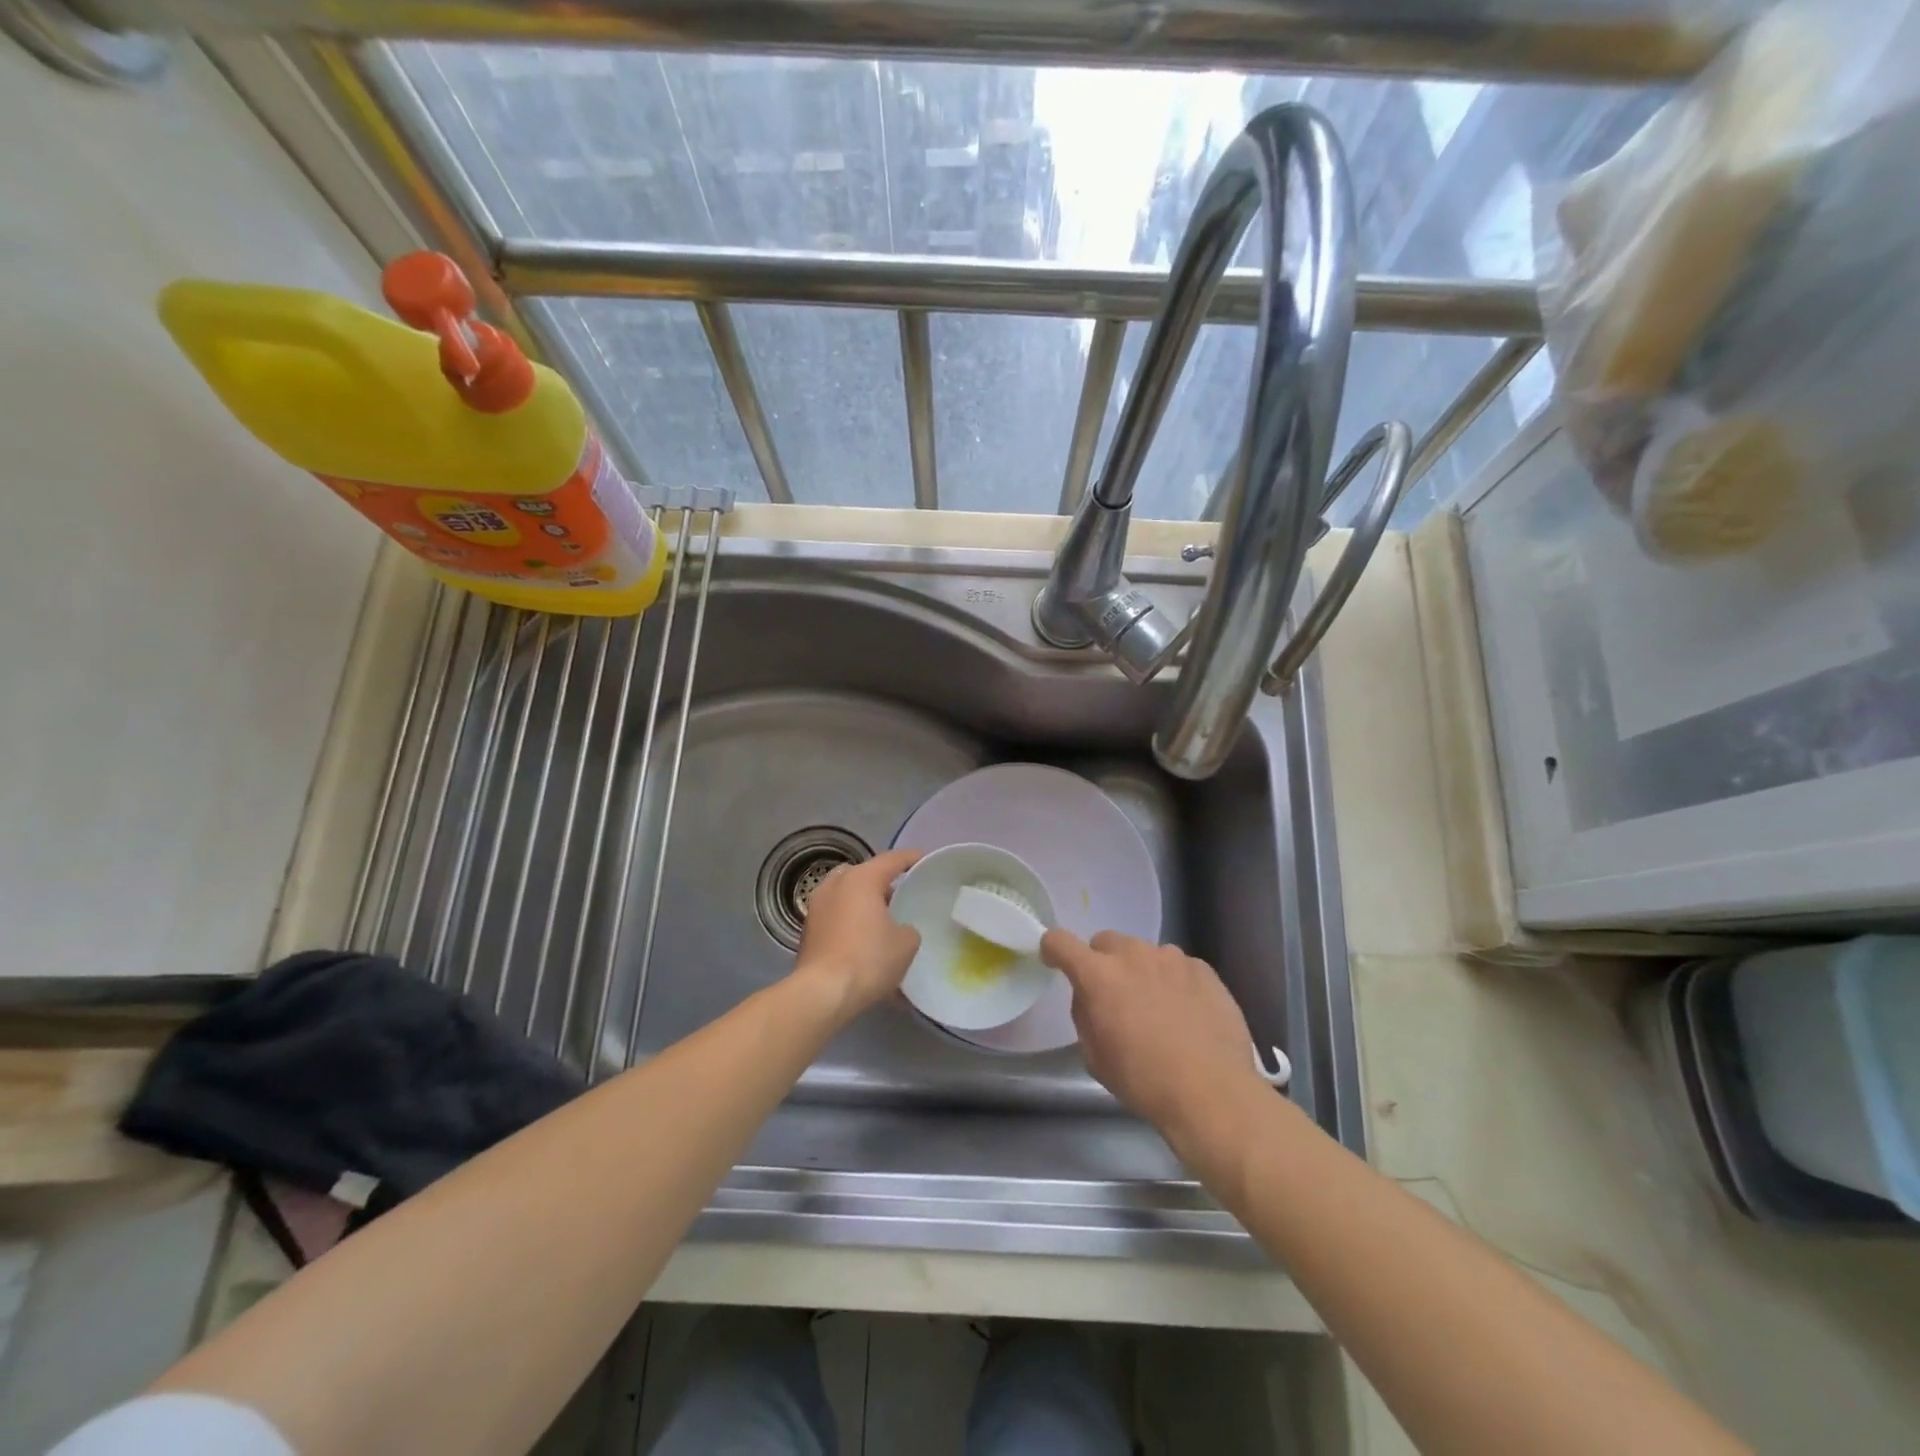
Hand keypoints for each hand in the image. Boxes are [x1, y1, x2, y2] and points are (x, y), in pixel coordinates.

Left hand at [793, 848, 921, 1021]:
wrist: (822, 993)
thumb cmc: (868, 959)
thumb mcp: (906, 943)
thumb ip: (908, 928)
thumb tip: (899, 930)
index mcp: (861, 879)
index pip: (891, 859)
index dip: (910, 858)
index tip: (923, 859)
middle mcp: (835, 885)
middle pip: (863, 874)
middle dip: (881, 881)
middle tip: (900, 894)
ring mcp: (817, 906)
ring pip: (845, 894)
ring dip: (862, 901)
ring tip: (882, 919)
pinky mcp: (808, 930)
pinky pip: (835, 915)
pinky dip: (849, 920)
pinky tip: (863, 939)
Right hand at [1041, 929, 1264, 1138]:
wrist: (1212, 1093)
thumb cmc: (1144, 1081)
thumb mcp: (1095, 1056)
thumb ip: (1086, 1015)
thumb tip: (1092, 999)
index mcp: (1098, 975)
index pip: (1061, 941)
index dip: (1054, 949)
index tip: (1056, 962)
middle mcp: (1133, 955)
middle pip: (1106, 942)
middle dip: (1103, 963)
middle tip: (1114, 997)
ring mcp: (1172, 958)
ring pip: (1144, 953)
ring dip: (1141, 972)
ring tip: (1157, 1009)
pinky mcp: (1203, 969)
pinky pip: (1177, 967)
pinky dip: (1173, 982)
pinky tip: (1186, 1014)